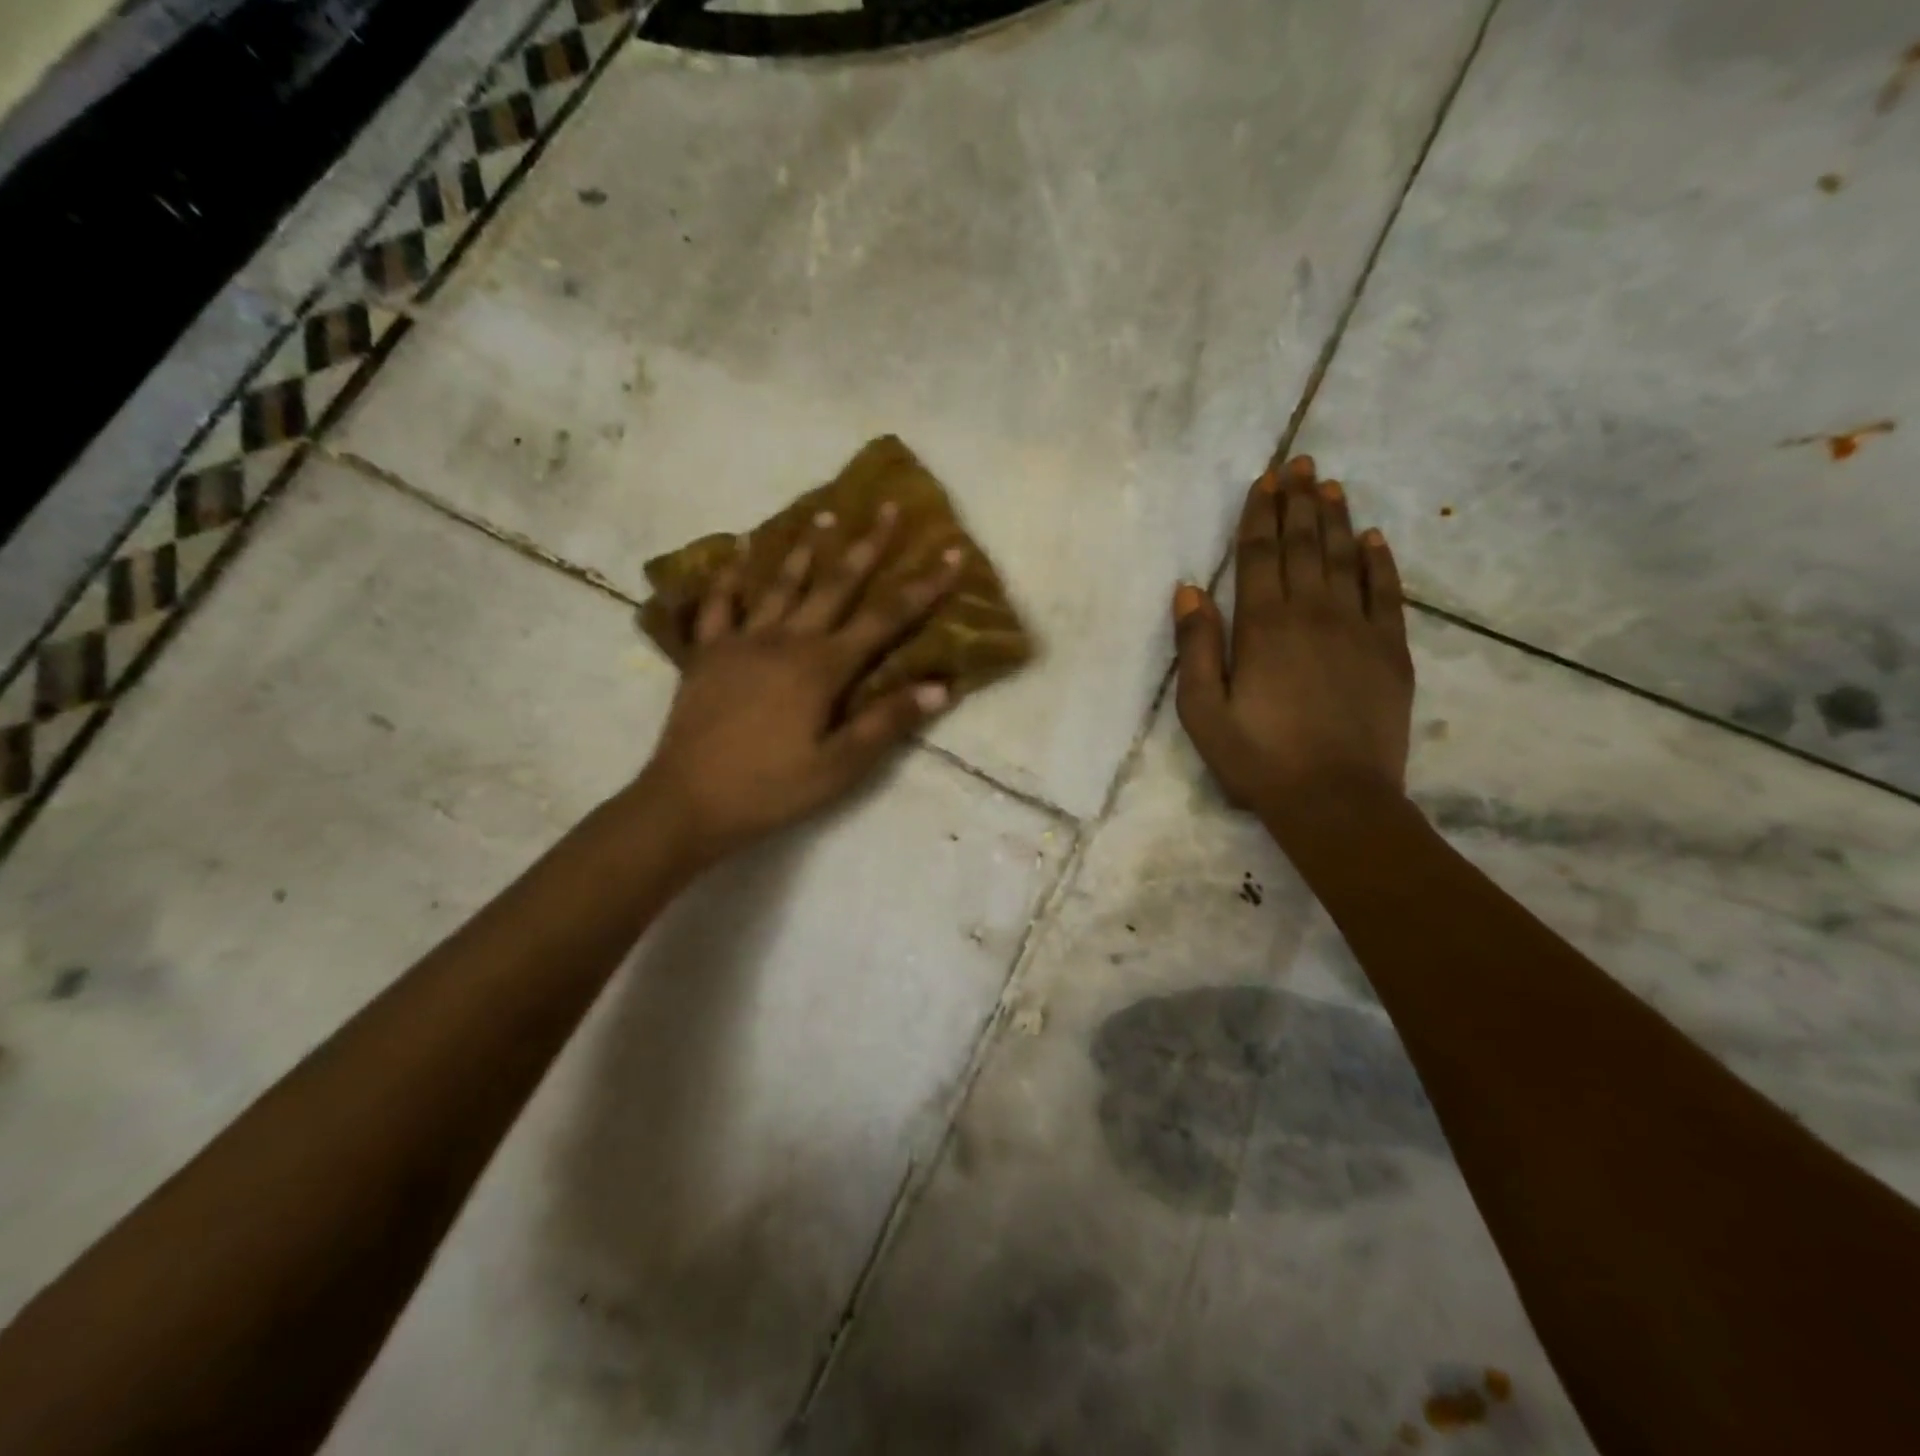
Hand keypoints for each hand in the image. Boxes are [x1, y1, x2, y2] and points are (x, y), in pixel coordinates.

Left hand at [638, 504, 963, 862]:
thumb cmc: (772, 789)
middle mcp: (786, 640)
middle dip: (866, 545)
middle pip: (835, 584)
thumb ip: (887, 722)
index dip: (922, 586)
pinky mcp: (707, 653)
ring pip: (781, 584)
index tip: (949, 553)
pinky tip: (738, 551)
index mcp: (823, 668)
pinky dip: (730, 575)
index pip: (885, 618)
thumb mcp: (839, 767)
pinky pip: (719, 604)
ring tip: (825, 515)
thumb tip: (942, 687)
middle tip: (886, 506)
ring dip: (806, 548)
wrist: (688, 801)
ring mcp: (742, 641)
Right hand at [1172, 455, 1414, 810]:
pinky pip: (1388, 594)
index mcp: (1263, 627)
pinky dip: (1381, 562)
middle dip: (1298, 502)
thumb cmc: (1258, 758)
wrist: (1336, 799)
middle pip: (1305, 546)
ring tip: (1329, 485)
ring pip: (1346, 559)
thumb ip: (1196, 646)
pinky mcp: (1391, 652)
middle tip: (1300, 463)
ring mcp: (1359, 630)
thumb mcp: (1203, 710)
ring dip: (1336, 519)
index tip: (1264, 481)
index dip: (1260, 516)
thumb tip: (1190, 589)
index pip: (1260, 557)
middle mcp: (1313, 614)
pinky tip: (1374, 538)